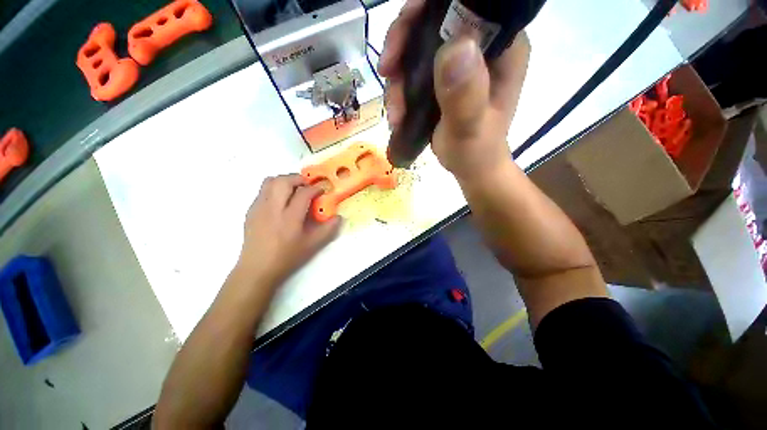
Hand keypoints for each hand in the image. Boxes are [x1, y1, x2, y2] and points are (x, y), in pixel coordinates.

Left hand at [237, 174, 341, 286]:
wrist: (257, 268)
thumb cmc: (287, 257)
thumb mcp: (312, 245)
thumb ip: (328, 229)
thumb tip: (339, 217)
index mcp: (290, 217)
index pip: (303, 193)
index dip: (315, 188)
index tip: (322, 190)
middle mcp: (273, 208)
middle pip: (284, 181)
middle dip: (298, 178)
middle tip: (307, 186)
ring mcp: (259, 207)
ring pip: (270, 181)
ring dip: (284, 180)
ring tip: (294, 189)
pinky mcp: (251, 210)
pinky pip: (262, 190)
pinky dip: (274, 188)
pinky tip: (280, 201)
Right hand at [379, 0, 529, 180]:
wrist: (471, 168)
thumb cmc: (475, 152)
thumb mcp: (470, 128)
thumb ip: (464, 95)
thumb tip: (455, 47)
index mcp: (502, 48)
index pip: (467, 4)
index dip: (428, 8)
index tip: (402, 35)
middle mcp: (482, 47)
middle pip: (434, 20)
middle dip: (403, 44)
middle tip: (387, 72)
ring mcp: (460, 63)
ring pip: (418, 46)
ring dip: (398, 77)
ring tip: (395, 112)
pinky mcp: (444, 79)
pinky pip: (415, 69)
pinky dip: (400, 89)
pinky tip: (397, 113)